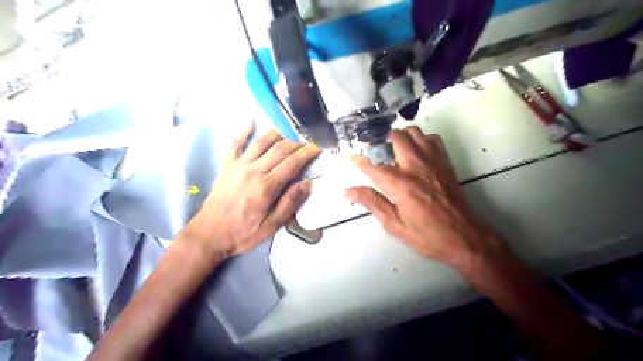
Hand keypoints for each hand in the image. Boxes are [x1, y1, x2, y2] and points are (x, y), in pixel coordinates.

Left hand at [182, 122, 318, 257]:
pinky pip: (235, 144)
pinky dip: (243, 132)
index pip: (292, 163)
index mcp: (266, 186)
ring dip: (277, 132)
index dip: (308, 152)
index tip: (319, 145)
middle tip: (309, 137)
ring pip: (261, 142)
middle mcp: (253, 170)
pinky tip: (250, 122)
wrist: (208, 234)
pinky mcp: (226, 166)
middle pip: (279, 149)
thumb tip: (307, 183)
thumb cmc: (243, 233)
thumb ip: (289, 203)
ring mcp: (238, 166)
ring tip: (290, 127)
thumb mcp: (271, 226)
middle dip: (297, 141)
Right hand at [347, 126, 512, 268]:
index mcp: (400, 185)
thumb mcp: (394, 225)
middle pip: (395, 137)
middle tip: (375, 153)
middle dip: (380, 141)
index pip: (373, 165)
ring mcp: (432, 161)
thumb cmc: (426, 235)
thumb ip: (372, 203)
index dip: (359, 160)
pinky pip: (432, 138)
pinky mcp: (445, 162)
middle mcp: (415, 167)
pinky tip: (416, 153)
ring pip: (413, 132)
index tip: (350, 157)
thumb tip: (348, 192)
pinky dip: (420, 140)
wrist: (464, 237)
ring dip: (400, 137)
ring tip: (394, 151)